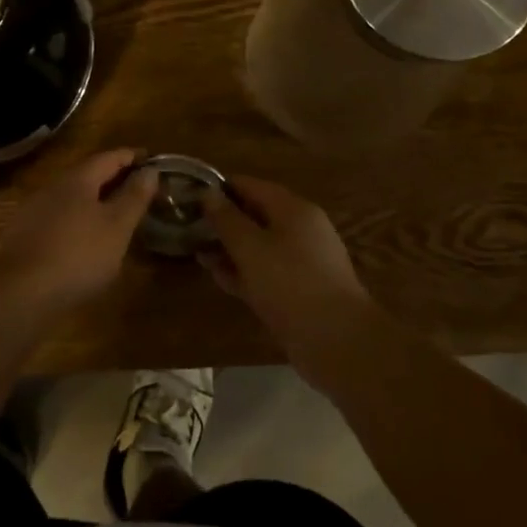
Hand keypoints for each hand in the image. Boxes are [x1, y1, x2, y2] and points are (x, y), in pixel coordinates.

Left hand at [0, 149, 157, 311]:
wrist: (19, 292)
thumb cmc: (78, 254)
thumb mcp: (117, 226)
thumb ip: (134, 196)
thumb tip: (150, 169)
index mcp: (77, 179)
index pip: (109, 157)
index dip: (132, 156)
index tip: (151, 159)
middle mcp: (53, 187)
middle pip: (88, 173)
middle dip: (113, 177)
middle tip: (137, 186)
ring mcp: (34, 210)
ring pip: (72, 196)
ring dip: (95, 198)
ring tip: (115, 211)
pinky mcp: (24, 234)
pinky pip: (59, 216)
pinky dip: (78, 218)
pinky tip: (84, 236)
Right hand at [203, 176, 379, 365]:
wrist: (337, 341)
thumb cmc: (290, 283)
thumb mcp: (250, 247)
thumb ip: (226, 219)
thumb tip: (208, 193)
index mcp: (293, 209)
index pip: (251, 185)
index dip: (220, 188)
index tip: (190, 195)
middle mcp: (301, 229)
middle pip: (256, 215)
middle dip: (224, 221)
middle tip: (189, 227)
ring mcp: (303, 261)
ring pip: (259, 246)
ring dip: (231, 248)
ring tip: (199, 253)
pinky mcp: (300, 290)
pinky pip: (267, 271)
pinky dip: (244, 271)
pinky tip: (220, 278)